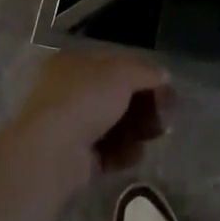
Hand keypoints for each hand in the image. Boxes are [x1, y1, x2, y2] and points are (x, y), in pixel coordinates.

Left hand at [10, 49, 170, 187]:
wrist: (53, 153)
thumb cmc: (85, 100)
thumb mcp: (122, 74)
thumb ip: (146, 72)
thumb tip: (164, 76)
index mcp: (72, 62)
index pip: (115, 64)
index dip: (143, 75)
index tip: (167, 89)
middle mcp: (68, 91)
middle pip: (116, 96)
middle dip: (143, 107)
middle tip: (163, 118)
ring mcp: (69, 125)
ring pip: (114, 125)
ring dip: (136, 131)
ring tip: (149, 138)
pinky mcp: (74, 158)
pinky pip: (107, 151)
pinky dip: (122, 153)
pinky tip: (131, 155)